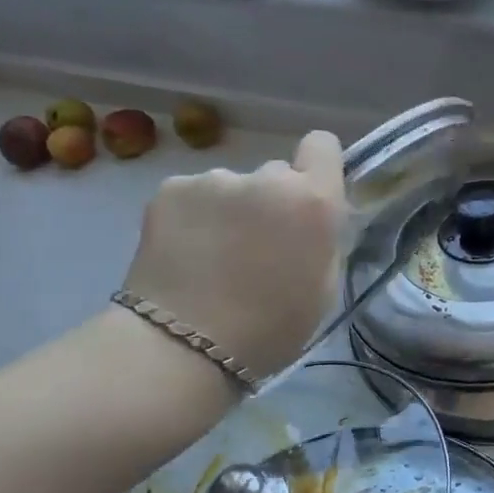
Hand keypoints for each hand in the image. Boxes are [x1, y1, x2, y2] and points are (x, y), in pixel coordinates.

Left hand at [121, 131, 346, 378]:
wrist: (181, 348)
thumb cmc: (269, 329)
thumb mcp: (323, 287)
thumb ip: (321, 238)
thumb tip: (308, 219)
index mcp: (312, 200)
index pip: (323, 145)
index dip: (317, 166)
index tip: (308, 197)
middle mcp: (266, 177)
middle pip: (276, 174)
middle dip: (271, 202)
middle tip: (255, 246)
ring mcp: (214, 180)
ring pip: (231, 188)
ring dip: (229, 212)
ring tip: (212, 259)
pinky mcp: (170, 190)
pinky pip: (194, 196)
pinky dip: (193, 218)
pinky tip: (184, 255)